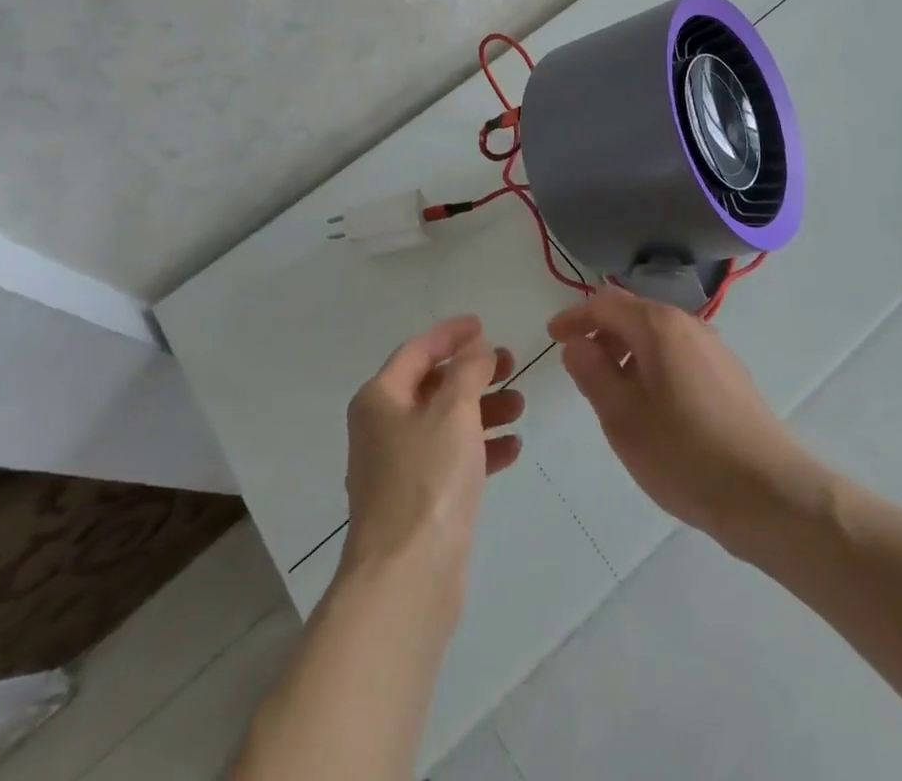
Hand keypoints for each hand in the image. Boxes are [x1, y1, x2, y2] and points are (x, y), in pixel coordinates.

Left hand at [342, 315, 523, 591]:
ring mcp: (398, 466)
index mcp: (381, 398)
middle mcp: (383, 426)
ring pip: (446, 422)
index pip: (418, 350)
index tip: (483, 323)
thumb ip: (468, 371)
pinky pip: (451, 458)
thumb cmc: (427, 479)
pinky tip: (513, 448)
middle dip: (473, 372)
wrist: (407, 577)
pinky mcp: (417, 499)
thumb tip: (475, 348)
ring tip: (521, 405)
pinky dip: (480, 447)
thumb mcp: (454, 411)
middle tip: (510, 363)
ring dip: (483, 409)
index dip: (451, 333)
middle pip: (433, 385)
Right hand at [547, 284, 820, 547]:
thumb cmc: (684, 453)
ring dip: (628, 354)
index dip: (575, 317)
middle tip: (580, 370)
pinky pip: (679, 356)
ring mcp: (714, 349)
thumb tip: (578, 343)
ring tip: (612, 395)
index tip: (553, 338)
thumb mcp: (622, 417)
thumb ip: (592, 372)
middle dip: (602, 335)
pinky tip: (652, 409)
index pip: (606, 303)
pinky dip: (653, 368)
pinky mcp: (730, 376)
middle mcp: (689, 325)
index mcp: (659, 326)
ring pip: (658, 337)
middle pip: (634, 315)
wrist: (769, 492)